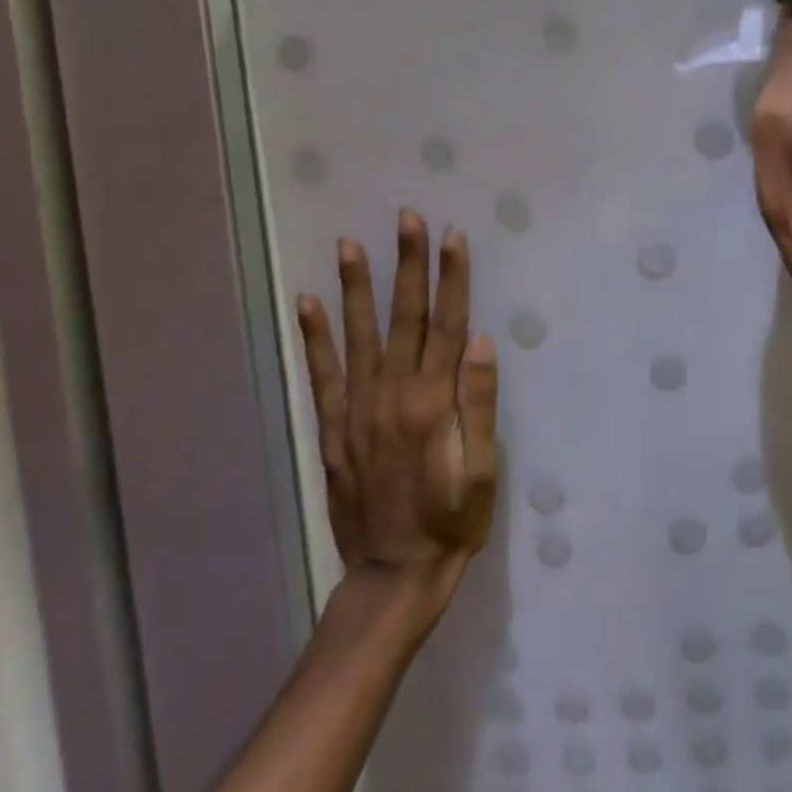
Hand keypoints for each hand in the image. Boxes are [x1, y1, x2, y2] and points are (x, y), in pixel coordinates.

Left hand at [297, 210, 498, 612]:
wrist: (394, 573)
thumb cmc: (453, 521)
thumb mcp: (483, 470)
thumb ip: (479, 403)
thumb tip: (478, 340)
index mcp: (434, 402)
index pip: (447, 324)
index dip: (453, 277)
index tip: (453, 236)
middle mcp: (393, 394)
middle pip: (405, 316)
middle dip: (409, 264)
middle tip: (406, 218)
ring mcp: (358, 408)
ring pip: (359, 334)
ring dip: (356, 286)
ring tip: (350, 243)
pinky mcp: (334, 427)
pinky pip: (322, 373)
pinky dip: (313, 336)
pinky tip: (307, 302)